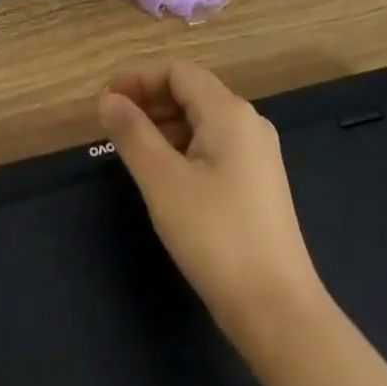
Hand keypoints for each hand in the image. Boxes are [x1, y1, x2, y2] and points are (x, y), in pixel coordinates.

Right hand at [99, 61, 325, 340]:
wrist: (279, 313)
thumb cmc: (216, 237)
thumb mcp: (162, 182)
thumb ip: (132, 134)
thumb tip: (108, 99)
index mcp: (229, 112)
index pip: (178, 72)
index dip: (140, 79)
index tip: (107, 100)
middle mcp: (248, 123)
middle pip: (192, 92)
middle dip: (150, 102)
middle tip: (114, 126)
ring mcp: (258, 155)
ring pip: (203, 122)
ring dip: (165, 126)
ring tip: (132, 151)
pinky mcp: (260, 185)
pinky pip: (215, 147)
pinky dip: (184, 148)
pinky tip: (165, 177)